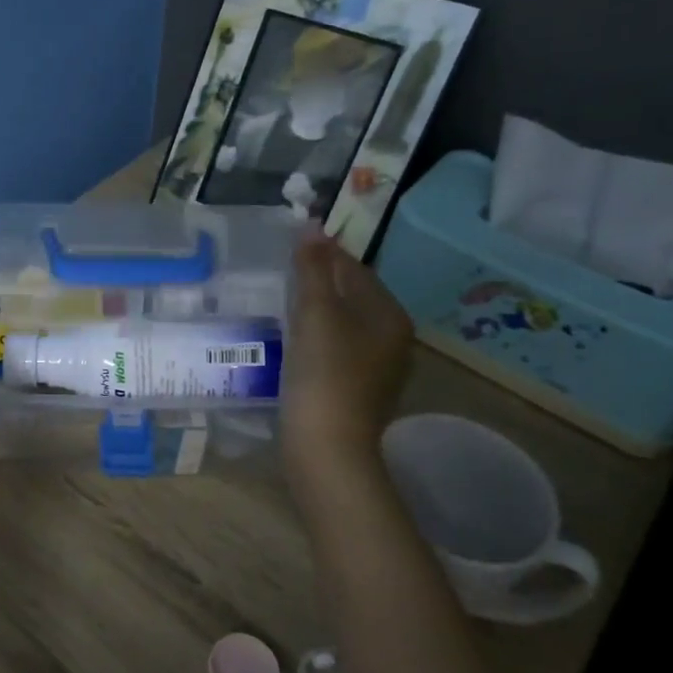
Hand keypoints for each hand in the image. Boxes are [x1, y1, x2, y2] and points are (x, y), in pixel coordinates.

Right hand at [282, 234, 413, 497]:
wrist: (327, 447)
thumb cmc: (324, 374)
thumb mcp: (316, 314)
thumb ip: (313, 269)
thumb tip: (311, 224)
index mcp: (390, 315)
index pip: (356, 269)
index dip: (324, 254)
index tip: (291, 246)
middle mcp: (393, 339)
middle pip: (352, 297)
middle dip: (320, 283)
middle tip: (280, 274)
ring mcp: (377, 369)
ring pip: (343, 325)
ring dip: (316, 312)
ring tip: (280, 304)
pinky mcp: (356, 391)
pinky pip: (336, 351)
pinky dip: (315, 339)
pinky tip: (291, 342)